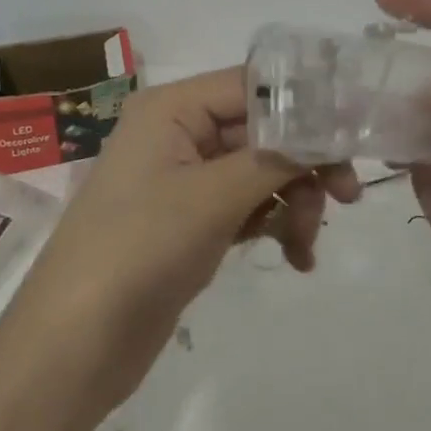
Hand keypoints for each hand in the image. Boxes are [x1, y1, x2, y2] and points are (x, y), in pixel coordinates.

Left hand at [0, 67, 360, 418]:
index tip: (356, 134)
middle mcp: (177, 132)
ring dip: (292, 200)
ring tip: (305, 244)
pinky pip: (245, 205)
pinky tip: (295, 257)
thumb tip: (330, 126)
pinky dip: (273, 224)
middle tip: (346, 198)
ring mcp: (183, 179)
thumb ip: (276, 157)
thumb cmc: (138, 251)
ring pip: (259, 170)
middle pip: (261, 129)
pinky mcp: (189, 220)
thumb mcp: (212, 198)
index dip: (306, 104)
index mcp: (172, 108)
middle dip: (304, 163)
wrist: (74, 345)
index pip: (253, 85)